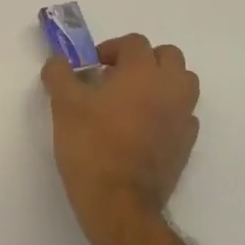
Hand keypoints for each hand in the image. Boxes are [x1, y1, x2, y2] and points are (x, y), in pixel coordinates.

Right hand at [42, 34, 200, 231]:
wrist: (119, 201)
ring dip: (161, 83)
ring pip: (182, 84)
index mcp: (143, 72)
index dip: (111, 48)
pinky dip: (167, 112)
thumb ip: (59, 75)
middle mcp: (170, 88)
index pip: (134, 42)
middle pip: (168, 56)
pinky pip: (183, 115)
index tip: (92, 66)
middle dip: (144, 60)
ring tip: (133, 100)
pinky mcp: (186, 144)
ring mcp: (183, 117)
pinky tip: (144, 127)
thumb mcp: (64, 105)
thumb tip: (57, 61)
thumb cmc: (91, 146)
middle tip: (116, 77)